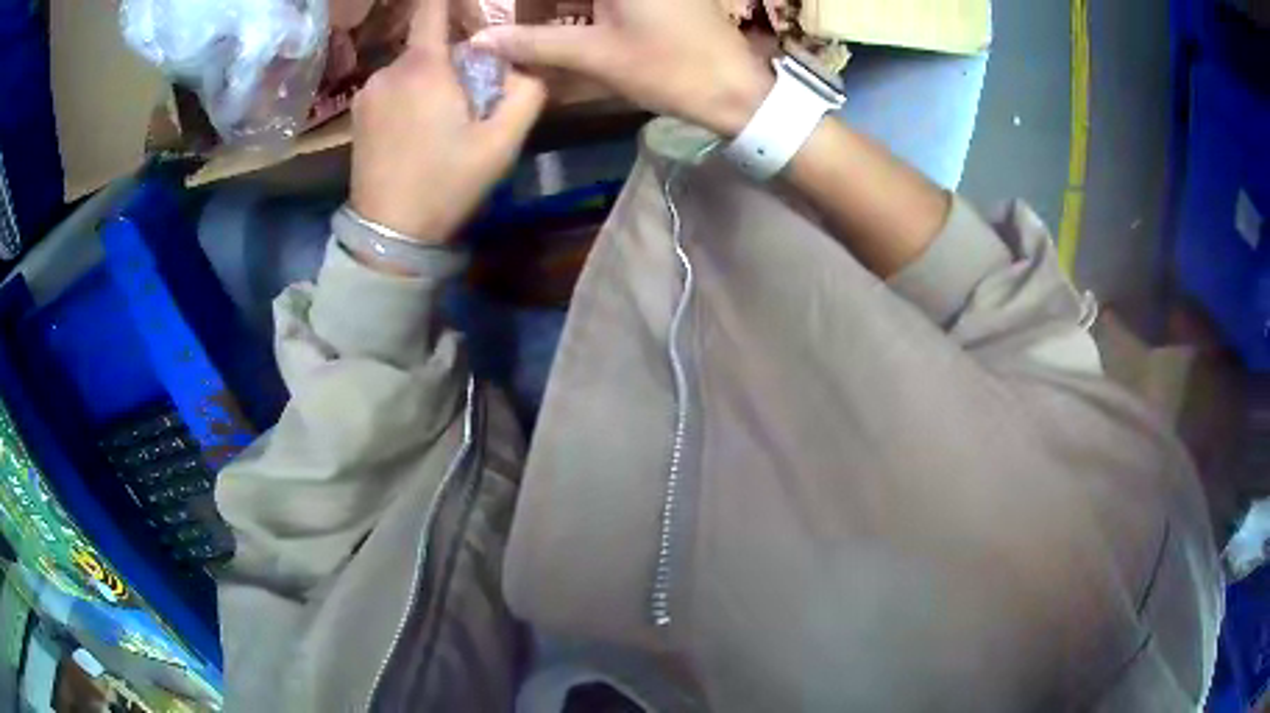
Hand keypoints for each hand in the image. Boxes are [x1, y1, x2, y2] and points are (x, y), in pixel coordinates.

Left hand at [350, 0, 546, 243]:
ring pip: (410, 68)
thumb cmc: (446, 183)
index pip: (431, 8)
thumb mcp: (502, 143)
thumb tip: (523, 65)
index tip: (463, 4)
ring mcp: (367, 92)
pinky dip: (409, 95)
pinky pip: (392, 88)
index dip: (448, 0)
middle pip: (429, 44)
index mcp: (424, 67)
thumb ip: (525, 93)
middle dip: (453, 57)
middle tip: (470, 94)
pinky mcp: (357, 114)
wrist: (389, 233)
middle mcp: (389, 70)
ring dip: (430, 79)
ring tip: (442, 119)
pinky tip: (417, 129)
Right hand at [471, 0, 772, 137]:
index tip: (501, 16)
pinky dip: (585, 10)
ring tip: (527, 31)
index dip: (525, 6)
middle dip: (540, 9)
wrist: (737, 91)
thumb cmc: (669, 68)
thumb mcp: (595, 55)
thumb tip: (480, 41)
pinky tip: (561, 28)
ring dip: (561, 10)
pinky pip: (608, 1)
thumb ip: (533, 43)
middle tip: (509, 26)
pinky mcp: (658, 0)